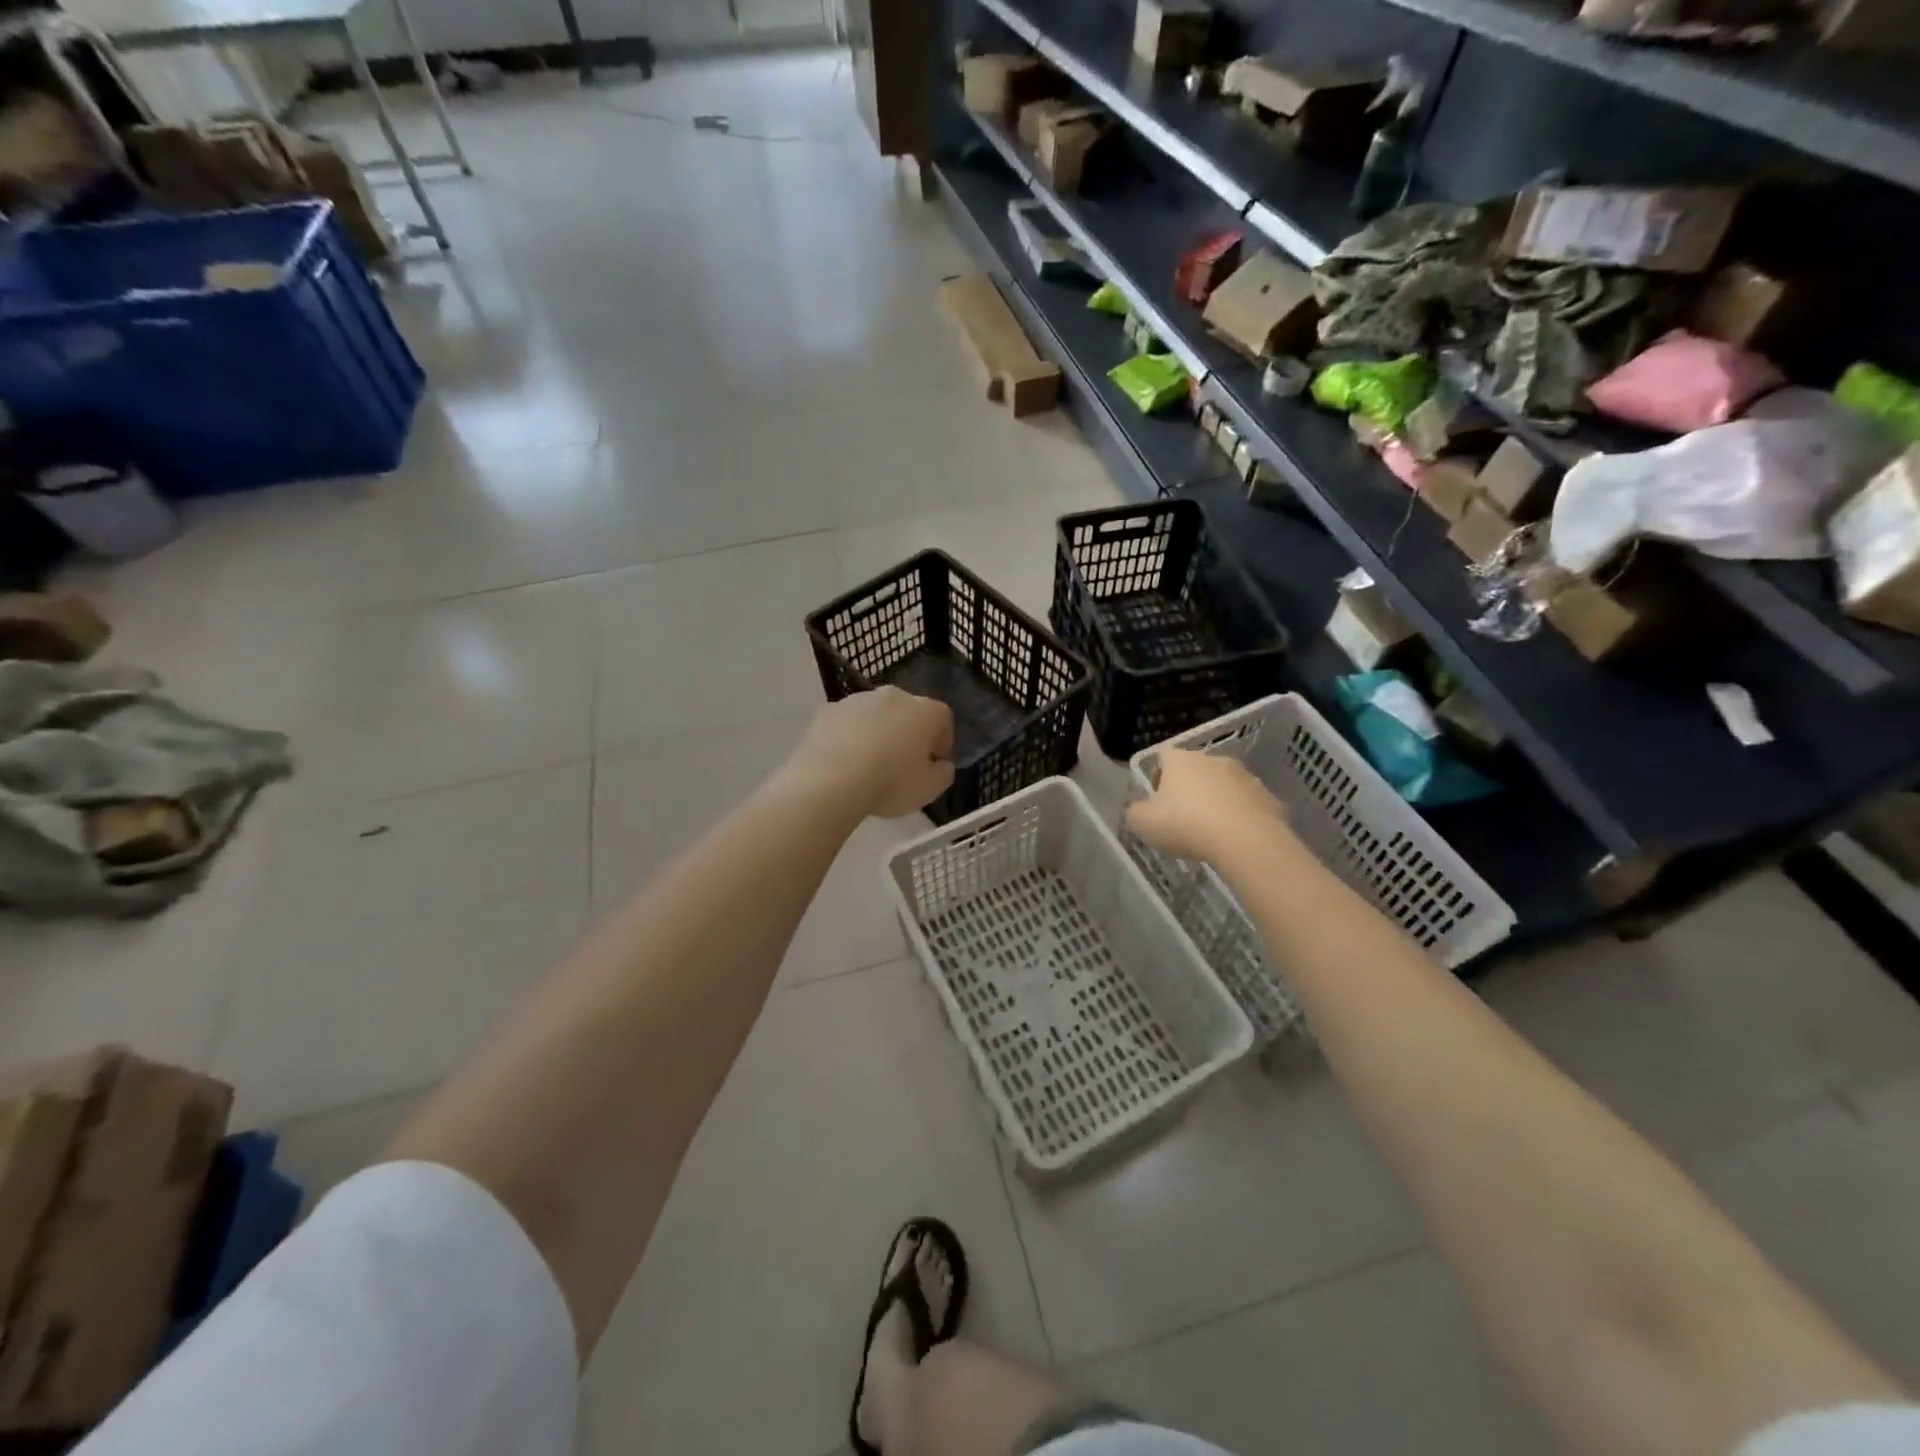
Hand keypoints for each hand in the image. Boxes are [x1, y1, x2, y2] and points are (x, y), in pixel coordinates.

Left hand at [784, 688, 955, 818]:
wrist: (829, 781)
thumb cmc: (890, 783)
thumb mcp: (930, 789)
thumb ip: (943, 773)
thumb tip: (941, 764)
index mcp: (926, 711)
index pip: (943, 719)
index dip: (942, 742)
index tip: (935, 764)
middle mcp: (894, 696)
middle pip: (908, 712)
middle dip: (909, 733)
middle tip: (903, 763)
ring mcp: (857, 700)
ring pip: (875, 714)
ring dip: (877, 732)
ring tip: (869, 763)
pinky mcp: (827, 710)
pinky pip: (846, 723)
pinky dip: (848, 736)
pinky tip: (843, 760)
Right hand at [1125, 748, 1290, 864]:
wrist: (1246, 840)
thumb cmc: (1186, 825)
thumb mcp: (1143, 823)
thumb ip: (1135, 813)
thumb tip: (1138, 810)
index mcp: (1181, 760)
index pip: (1164, 756)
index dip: (1159, 775)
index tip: (1158, 799)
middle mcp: (1214, 760)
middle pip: (1197, 770)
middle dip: (1190, 789)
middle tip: (1184, 819)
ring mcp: (1246, 777)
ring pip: (1225, 786)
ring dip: (1218, 802)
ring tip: (1212, 833)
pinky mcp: (1269, 797)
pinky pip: (1249, 806)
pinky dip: (1242, 818)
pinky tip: (1237, 840)